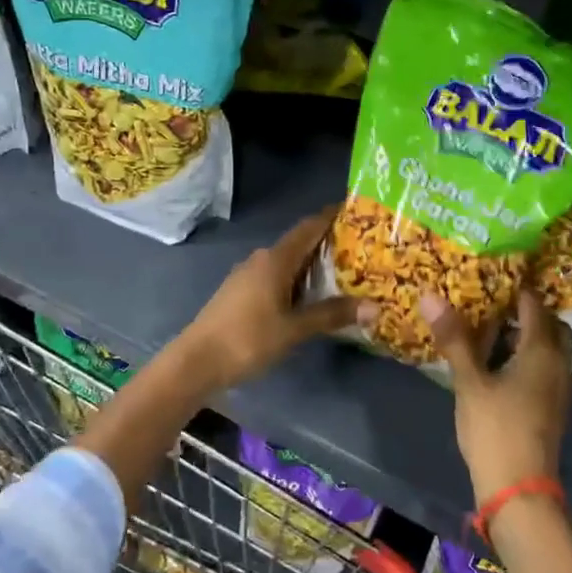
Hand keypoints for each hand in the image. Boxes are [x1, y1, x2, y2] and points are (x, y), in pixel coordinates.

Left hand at [177, 205, 376, 391]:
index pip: (309, 227)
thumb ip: (332, 315)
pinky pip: (277, 278)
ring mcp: (248, 276)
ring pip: (288, 263)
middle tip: (362, 250)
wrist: (196, 362)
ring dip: (313, 267)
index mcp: (275, 260)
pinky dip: (297, 281)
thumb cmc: (247, 339)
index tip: (356, 211)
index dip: (331, 217)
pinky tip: (312, 297)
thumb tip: (375, 307)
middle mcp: (261, 259)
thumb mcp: (294, 329)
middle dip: (328, 245)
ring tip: (345, 275)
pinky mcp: (241, 293)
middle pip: (300, 244)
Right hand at [420, 290, 571, 504]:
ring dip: (526, 336)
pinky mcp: (551, 407)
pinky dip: (526, 357)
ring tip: (490, 330)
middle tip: (492, 304)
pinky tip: (497, 364)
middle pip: (550, 325)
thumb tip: (430, 295)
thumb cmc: (495, 429)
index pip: (535, 304)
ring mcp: (558, 388)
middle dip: (526, 312)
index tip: (489, 275)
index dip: (515, 287)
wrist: (519, 489)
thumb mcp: (469, 382)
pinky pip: (544, 368)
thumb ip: (454, 339)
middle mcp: (558, 364)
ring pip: (549, 349)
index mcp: (541, 351)